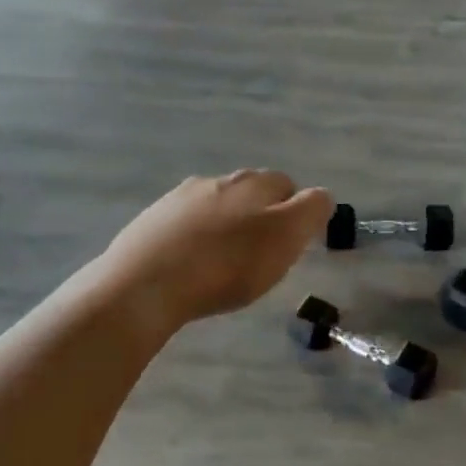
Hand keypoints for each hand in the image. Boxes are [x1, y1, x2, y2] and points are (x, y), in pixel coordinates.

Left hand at [100, 170, 330, 330]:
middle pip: (250, 192)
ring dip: (225, 226)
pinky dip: (194, 240)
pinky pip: (184, 226)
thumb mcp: (285, 238)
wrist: (144, 285)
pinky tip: (190, 266)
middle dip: (260, 215)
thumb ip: (310, 211)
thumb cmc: (227, 264)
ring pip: (215, 206)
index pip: (288, 185)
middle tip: (261, 254)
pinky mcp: (150, 222)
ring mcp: (179, 199)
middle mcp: (217, 180)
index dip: (295, 212)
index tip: (292, 244)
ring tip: (223, 263)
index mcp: (253, 182)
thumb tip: (320, 195)